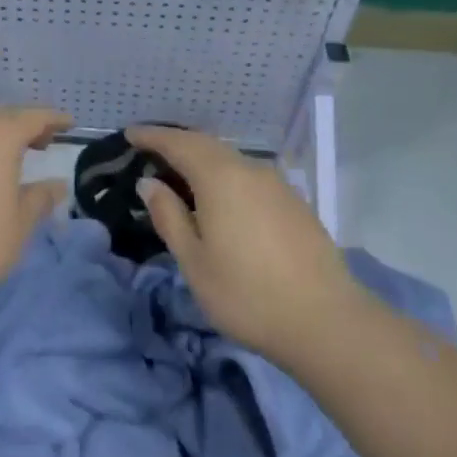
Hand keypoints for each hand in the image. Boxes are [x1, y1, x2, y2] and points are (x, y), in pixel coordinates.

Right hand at [128, 125, 356, 363]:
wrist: (326, 323)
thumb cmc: (247, 294)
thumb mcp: (194, 262)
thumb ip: (170, 217)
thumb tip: (150, 183)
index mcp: (220, 178)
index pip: (179, 143)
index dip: (152, 136)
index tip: (130, 133)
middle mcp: (249, 170)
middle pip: (206, 144)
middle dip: (176, 142)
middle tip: (150, 149)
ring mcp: (277, 185)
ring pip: (230, 159)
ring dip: (202, 159)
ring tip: (181, 173)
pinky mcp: (294, 203)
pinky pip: (248, 175)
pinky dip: (225, 175)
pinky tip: (220, 196)